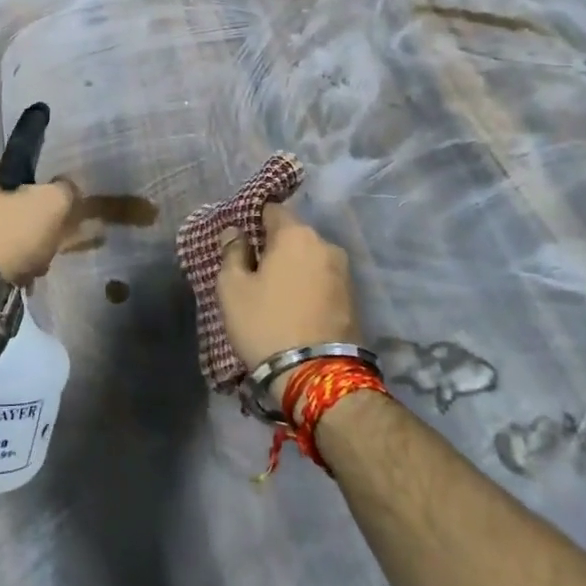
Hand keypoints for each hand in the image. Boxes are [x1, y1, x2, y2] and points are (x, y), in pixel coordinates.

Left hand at [0, 158, 77, 283]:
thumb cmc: (1, 238)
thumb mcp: (48, 206)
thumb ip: (62, 190)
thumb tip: (65, 188)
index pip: (4, 171)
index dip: (30, 192)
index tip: (43, 216)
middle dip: (18, 227)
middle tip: (38, 249)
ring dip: (5, 251)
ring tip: (24, 273)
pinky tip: (2, 285)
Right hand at [217, 203, 360, 370]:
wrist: (317, 376)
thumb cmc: (266, 324)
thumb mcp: (232, 288)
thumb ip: (232, 252)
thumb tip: (235, 232)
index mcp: (296, 234)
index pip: (272, 210)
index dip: (253, 221)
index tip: (239, 241)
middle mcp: (325, 245)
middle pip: (293, 235)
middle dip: (273, 247)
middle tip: (252, 270)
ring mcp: (344, 272)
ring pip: (309, 258)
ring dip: (292, 268)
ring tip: (273, 293)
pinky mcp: (354, 298)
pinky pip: (322, 279)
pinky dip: (307, 286)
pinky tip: (293, 306)